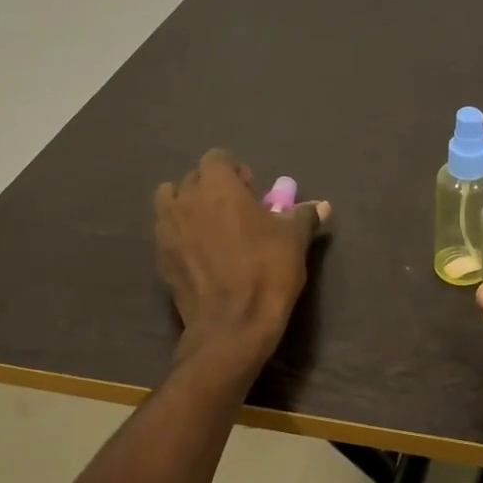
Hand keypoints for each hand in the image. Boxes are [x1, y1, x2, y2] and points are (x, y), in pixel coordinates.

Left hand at [154, 150, 330, 368]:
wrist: (232, 324)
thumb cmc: (267, 271)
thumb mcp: (294, 241)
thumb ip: (304, 216)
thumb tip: (322, 206)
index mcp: (218, 187)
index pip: (217, 158)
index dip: (235, 172)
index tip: (252, 193)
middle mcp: (186, 200)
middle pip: (193, 178)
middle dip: (212, 188)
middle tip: (235, 211)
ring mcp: (167, 229)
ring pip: (170, 201)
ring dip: (187, 205)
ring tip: (209, 227)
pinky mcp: (160, 257)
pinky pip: (165, 232)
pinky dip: (179, 233)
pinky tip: (198, 253)